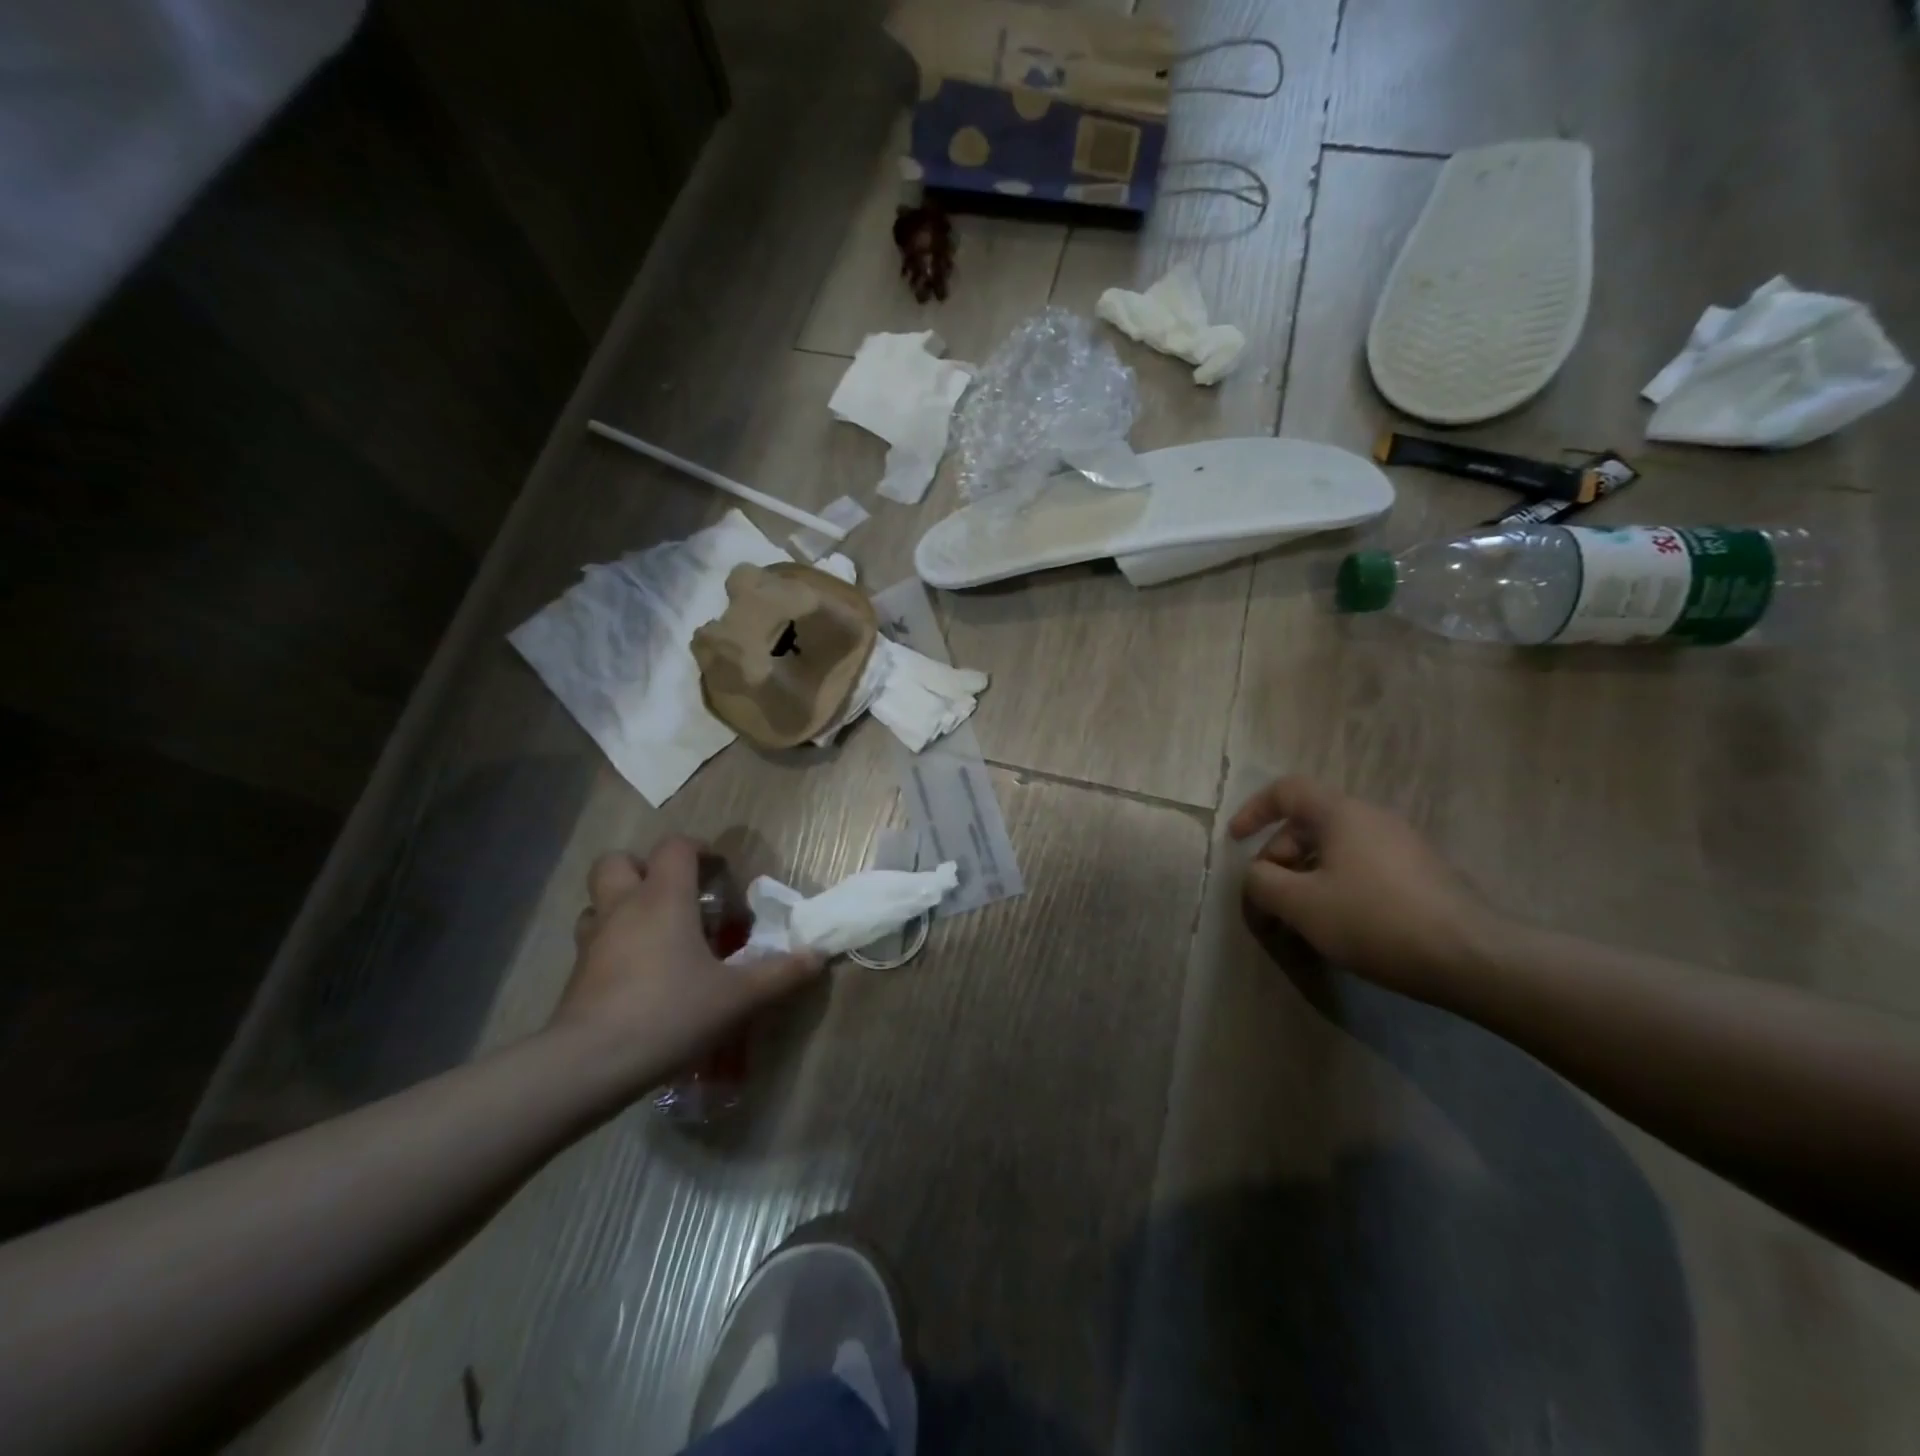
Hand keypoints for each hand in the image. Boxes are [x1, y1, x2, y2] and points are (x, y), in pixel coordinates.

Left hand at [551, 836, 821, 1090]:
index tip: (720, 872)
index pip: (675, 847)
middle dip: (645, 868)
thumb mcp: (738, 997)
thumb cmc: (670, 1012)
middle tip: (676, 894)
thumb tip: (817, 956)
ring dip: (623, 905)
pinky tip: (637, 973)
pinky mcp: (576, 973)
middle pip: (619, 861)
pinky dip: (613, 943)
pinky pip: (592, 940)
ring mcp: (593, 939)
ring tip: (655, 932)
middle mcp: (623, 907)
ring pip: (598, 900)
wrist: (590, 1064)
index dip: (699, 849)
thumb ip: (780, 974)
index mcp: (664, 898)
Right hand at [1229, 777, 1503, 999]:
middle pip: (1307, 826)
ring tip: (1298, 922)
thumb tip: (1256, 877)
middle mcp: (1372, 819)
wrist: (1473, 958)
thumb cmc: (1375, 920)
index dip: (1254, 810)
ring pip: (1334, 852)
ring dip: (1304, 880)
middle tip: (1268, 904)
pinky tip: (1338, 928)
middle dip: (1277, 861)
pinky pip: (1361, 869)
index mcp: (1341, 813)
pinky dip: (1335, 889)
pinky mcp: (1421, 876)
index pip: (1287, 790)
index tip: (1236, 841)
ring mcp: (1401, 846)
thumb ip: (1262, 883)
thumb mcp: (1301, 905)